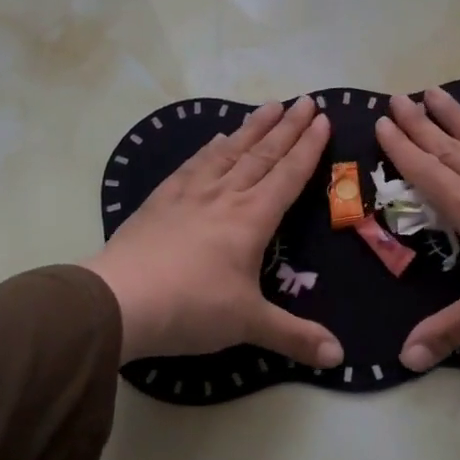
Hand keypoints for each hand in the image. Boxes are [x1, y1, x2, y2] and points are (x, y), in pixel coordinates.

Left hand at [82, 97, 343, 368]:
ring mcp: (189, 194)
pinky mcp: (160, 200)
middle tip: (305, 100)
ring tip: (269, 106)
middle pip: (263, 154)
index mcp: (252, 219)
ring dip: (252, 128)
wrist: (119, 301)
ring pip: (229, 152)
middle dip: (288, 127)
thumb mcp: (248, 325)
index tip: (323, 119)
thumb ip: (295, 337)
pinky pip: (193, 164)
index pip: (288, 175)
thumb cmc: (191, 309)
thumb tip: (340, 358)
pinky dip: (211, 148)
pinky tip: (216, 140)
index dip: (308, 148)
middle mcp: (225, 196)